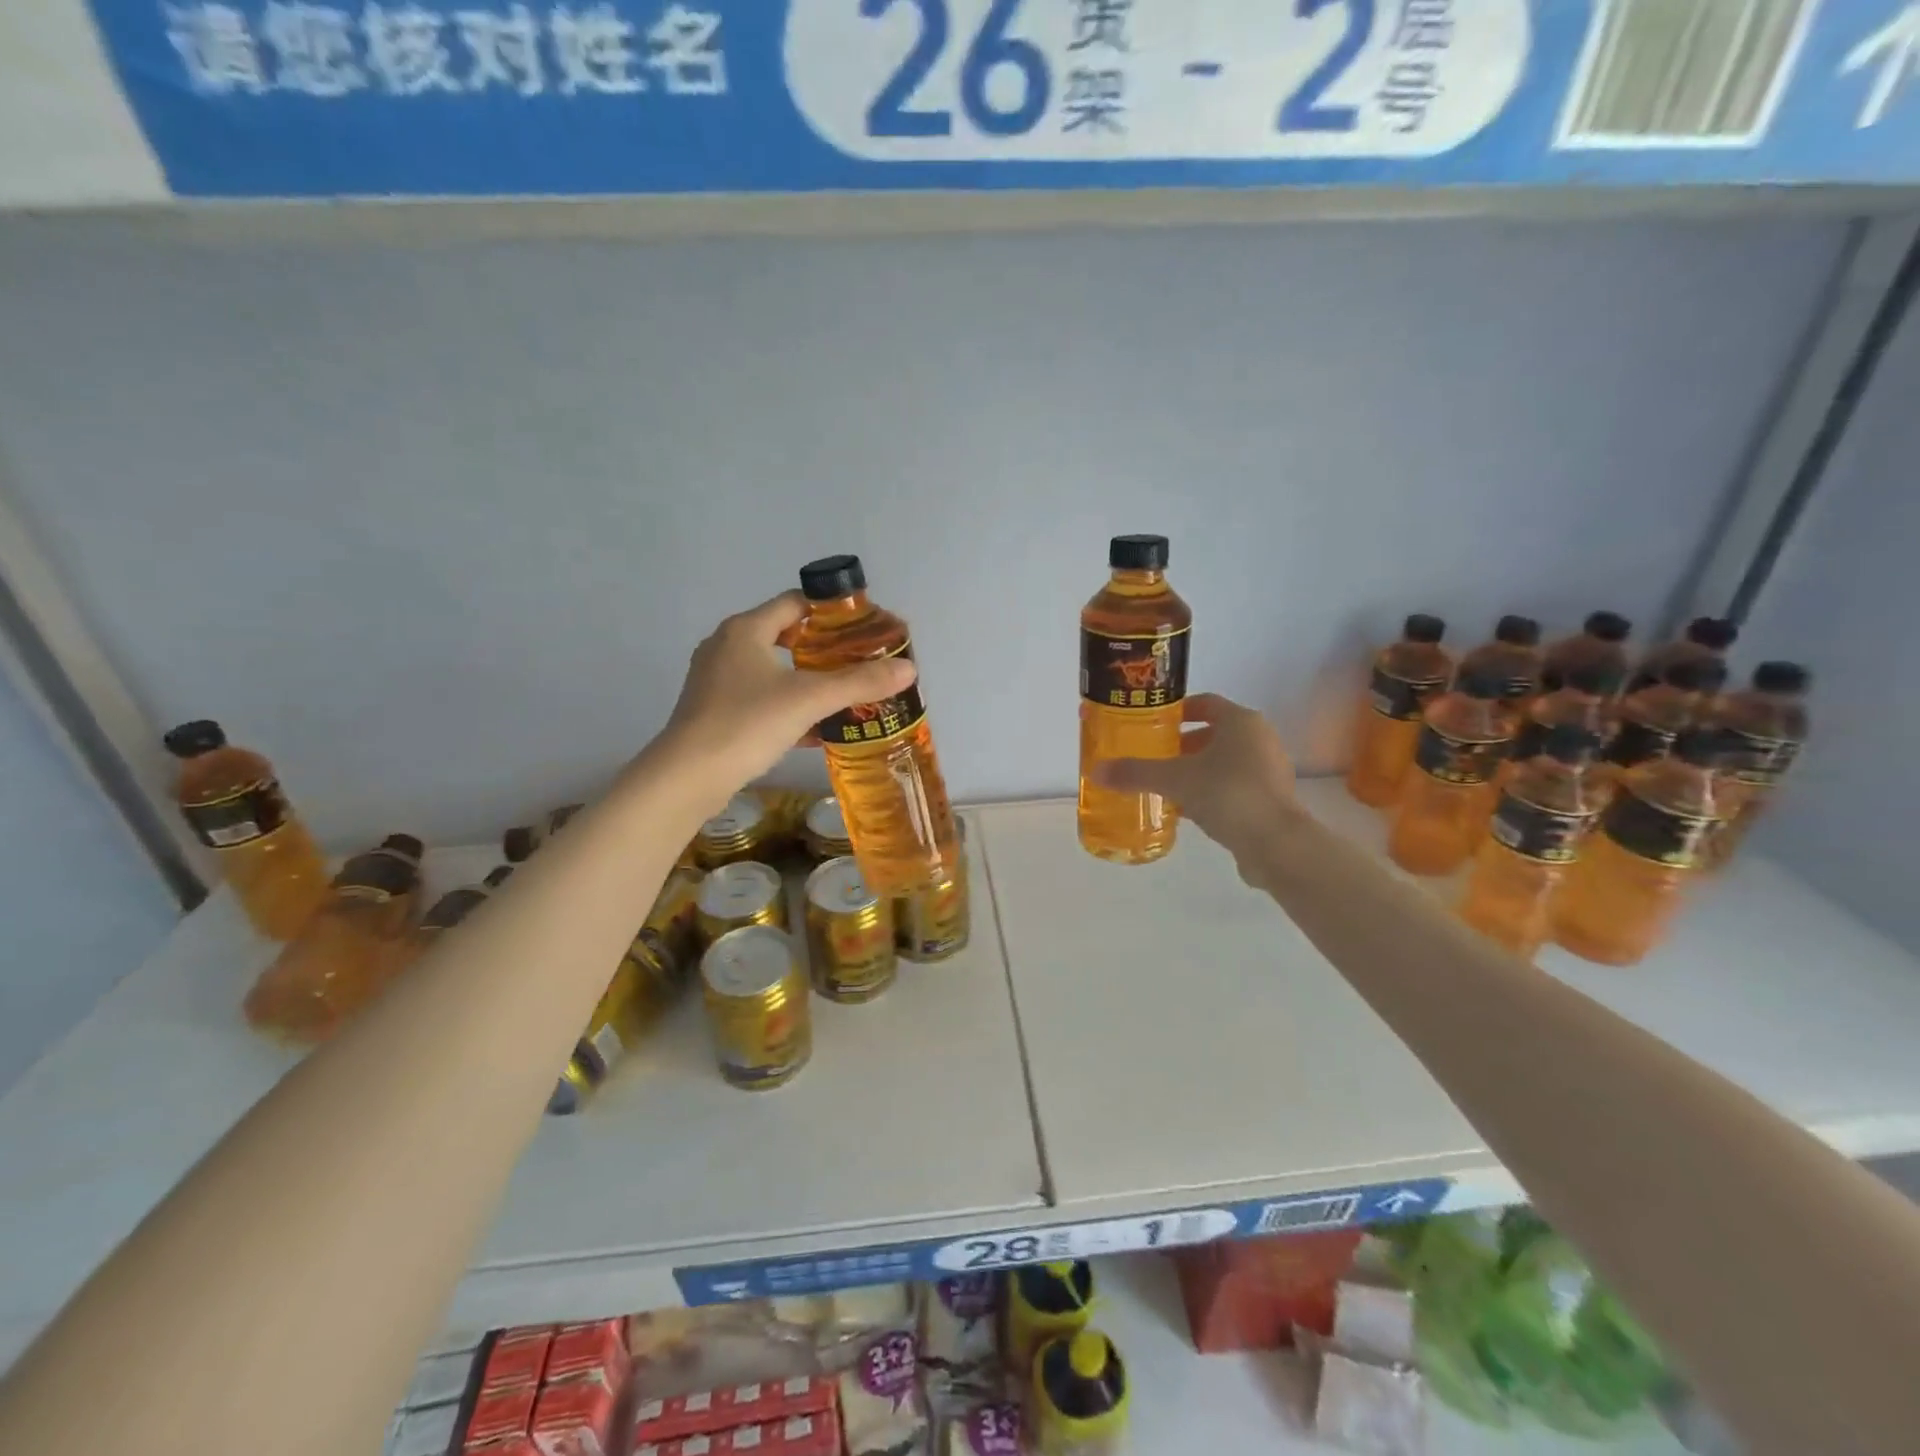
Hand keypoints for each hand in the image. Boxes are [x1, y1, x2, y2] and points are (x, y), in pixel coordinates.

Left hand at [657, 592, 915, 799]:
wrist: (688, 777)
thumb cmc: (747, 723)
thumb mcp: (809, 699)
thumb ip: (859, 682)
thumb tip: (909, 669)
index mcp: (745, 630)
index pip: (795, 604)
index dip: (830, 613)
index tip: (862, 631)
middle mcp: (726, 646)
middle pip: (784, 635)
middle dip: (822, 650)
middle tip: (858, 664)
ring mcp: (716, 680)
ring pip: (772, 670)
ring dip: (806, 680)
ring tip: (843, 695)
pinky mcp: (713, 711)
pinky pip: (760, 698)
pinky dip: (788, 706)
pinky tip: (815, 729)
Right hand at [1093, 693, 1297, 874]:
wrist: (1276, 844)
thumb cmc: (1227, 794)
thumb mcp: (1174, 780)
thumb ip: (1135, 773)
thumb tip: (1096, 771)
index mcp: (1241, 721)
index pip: (1205, 703)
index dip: (1177, 711)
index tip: (1152, 724)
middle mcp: (1259, 739)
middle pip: (1214, 733)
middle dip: (1182, 745)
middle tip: (1153, 757)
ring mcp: (1269, 770)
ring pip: (1224, 761)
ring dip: (1196, 770)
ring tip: (1165, 785)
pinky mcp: (1271, 799)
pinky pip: (1233, 786)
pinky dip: (1210, 792)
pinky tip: (1187, 810)